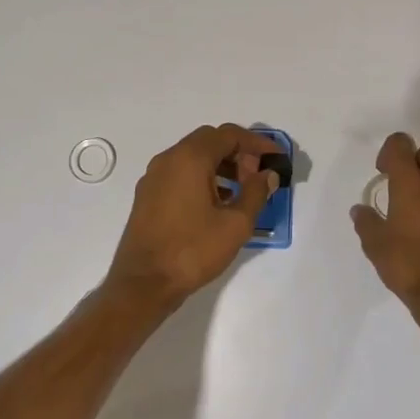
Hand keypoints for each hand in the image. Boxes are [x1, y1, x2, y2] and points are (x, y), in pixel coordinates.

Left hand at [105, 124, 282, 309]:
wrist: (143, 283)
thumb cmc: (192, 250)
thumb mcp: (235, 224)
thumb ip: (256, 193)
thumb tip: (267, 174)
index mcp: (190, 158)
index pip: (228, 134)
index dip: (256, 143)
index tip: (276, 158)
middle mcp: (169, 158)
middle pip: (209, 141)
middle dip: (238, 152)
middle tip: (258, 174)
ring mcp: (154, 176)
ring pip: (193, 156)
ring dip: (220, 165)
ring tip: (241, 190)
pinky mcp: (147, 194)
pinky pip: (180, 172)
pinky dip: (202, 177)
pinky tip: (217, 202)